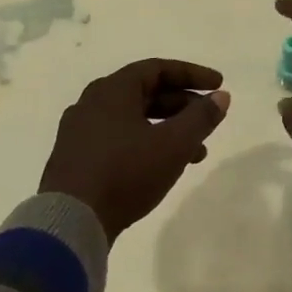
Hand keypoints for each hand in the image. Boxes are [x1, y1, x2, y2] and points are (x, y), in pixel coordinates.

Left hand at [39, 59, 229, 241]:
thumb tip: (222, 97)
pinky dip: (146, 144)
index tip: (218, 85)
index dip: (193, 75)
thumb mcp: (174, 144)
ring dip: (168, 130)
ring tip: (196, 154)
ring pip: (134, 120)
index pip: (158, 69)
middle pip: (146, 93)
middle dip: (183, 106)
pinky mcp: (76, 159)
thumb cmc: (126, 172)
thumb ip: (201, 117)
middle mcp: (92, 103)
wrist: (70, 222)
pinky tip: (163, 168)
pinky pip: (119, 139)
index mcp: (112, 90)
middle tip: (208, 122)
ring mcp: (80, 132)